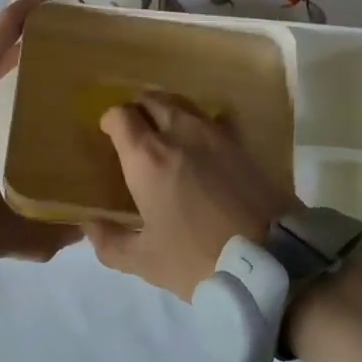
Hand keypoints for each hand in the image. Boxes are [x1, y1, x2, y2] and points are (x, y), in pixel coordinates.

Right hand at [84, 90, 297, 300]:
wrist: (272, 262)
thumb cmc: (198, 259)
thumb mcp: (146, 262)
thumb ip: (110, 242)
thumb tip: (89, 224)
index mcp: (148, 157)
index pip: (121, 115)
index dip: (111, 121)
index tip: (109, 135)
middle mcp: (180, 132)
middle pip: (153, 99)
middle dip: (139, 109)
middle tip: (136, 131)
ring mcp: (216, 133)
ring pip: (184, 103)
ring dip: (169, 110)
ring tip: (166, 133)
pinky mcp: (243, 143)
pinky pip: (215, 119)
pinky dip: (202, 123)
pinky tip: (205, 145)